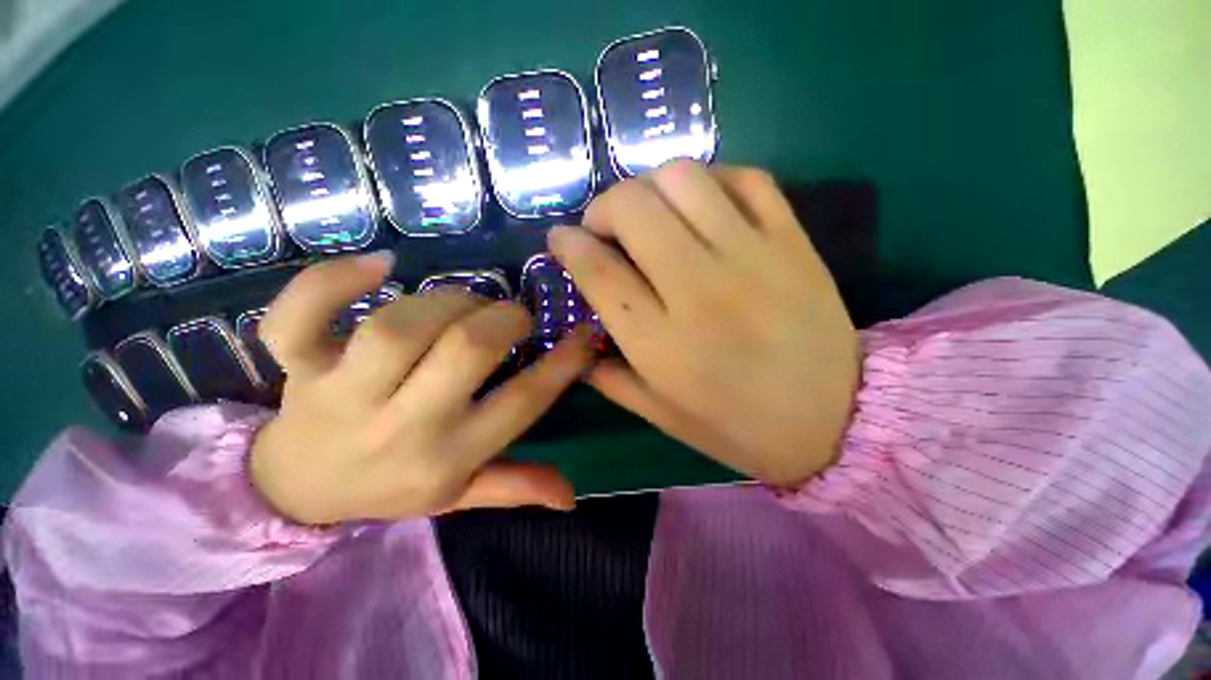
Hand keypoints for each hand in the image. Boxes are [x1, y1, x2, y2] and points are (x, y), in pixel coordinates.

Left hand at [250, 253, 593, 524]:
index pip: (522, 403)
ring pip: (400, 327)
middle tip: (512, 315)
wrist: (292, 489)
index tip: (584, 332)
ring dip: (448, 302)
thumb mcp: (458, 496)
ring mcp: (342, 393)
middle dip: (503, 320)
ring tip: (464, 303)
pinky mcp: (297, 365)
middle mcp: (401, 426)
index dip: (563, 363)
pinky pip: (299, 317)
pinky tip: (378, 265)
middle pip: (464, 351)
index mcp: (448, 457)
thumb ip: (516, 487)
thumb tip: (571, 496)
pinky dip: (332, 281)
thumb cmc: (389, 487)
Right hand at [549, 161, 859, 486]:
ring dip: (649, 186)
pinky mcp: (792, 240)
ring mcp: (751, 257)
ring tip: (650, 213)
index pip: (597, 270)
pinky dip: (711, 179)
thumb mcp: (661, 416)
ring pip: (682, 178)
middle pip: (632, 208)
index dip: (567, 245)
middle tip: (604, 228)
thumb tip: (578, 340)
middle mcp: (699, 290)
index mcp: (661, 344)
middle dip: (602, 207)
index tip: (559, 239)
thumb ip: (610, 376)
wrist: (837, 420)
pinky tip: (701, 205)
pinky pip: (744, 178)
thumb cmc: (738, 427)